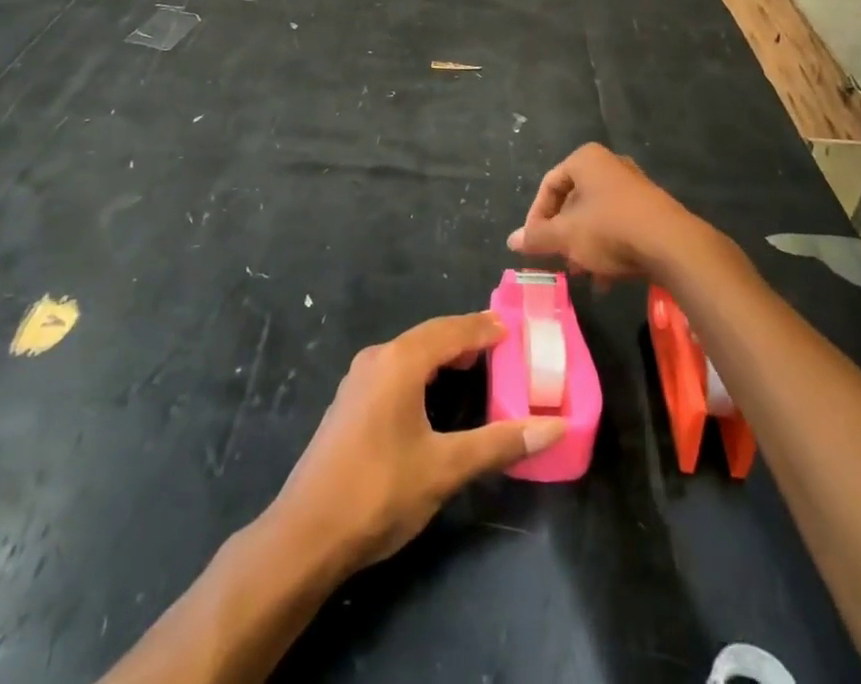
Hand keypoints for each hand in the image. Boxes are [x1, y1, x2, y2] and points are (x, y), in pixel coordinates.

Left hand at [273, 313, 565, 572]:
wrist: (305, 535)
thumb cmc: (379, 492)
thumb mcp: (445, 468)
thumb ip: (498, 444)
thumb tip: (555, 428)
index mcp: (400, 362)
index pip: (450, 330)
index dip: (482, 327)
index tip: (512, 326)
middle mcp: (377, 359)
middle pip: (429, 336)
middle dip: (464, 337)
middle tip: (500, 344)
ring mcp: (358, 380)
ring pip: (409, 353)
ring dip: (442, 353)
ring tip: (474, 363)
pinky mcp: (349, 404)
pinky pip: (394, 370)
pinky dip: (422, 370)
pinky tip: (433, 392)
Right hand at [507, 143, 702, 282]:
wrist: (672, 245)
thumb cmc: (609, 229)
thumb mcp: (566, 236)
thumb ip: (537, 237)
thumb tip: (511, 240)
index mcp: (586, 160)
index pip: (549, 184)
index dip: (536, 216)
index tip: (533, 244)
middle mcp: (611, 166)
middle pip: (574, 201)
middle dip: (563, 234)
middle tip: (557, 259)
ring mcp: (634, 187)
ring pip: (597, 217)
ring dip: (584, 246)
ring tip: (581, 274)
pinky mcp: (652, 210)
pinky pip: (619, 226)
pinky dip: (608, 249)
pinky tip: (605, 280)